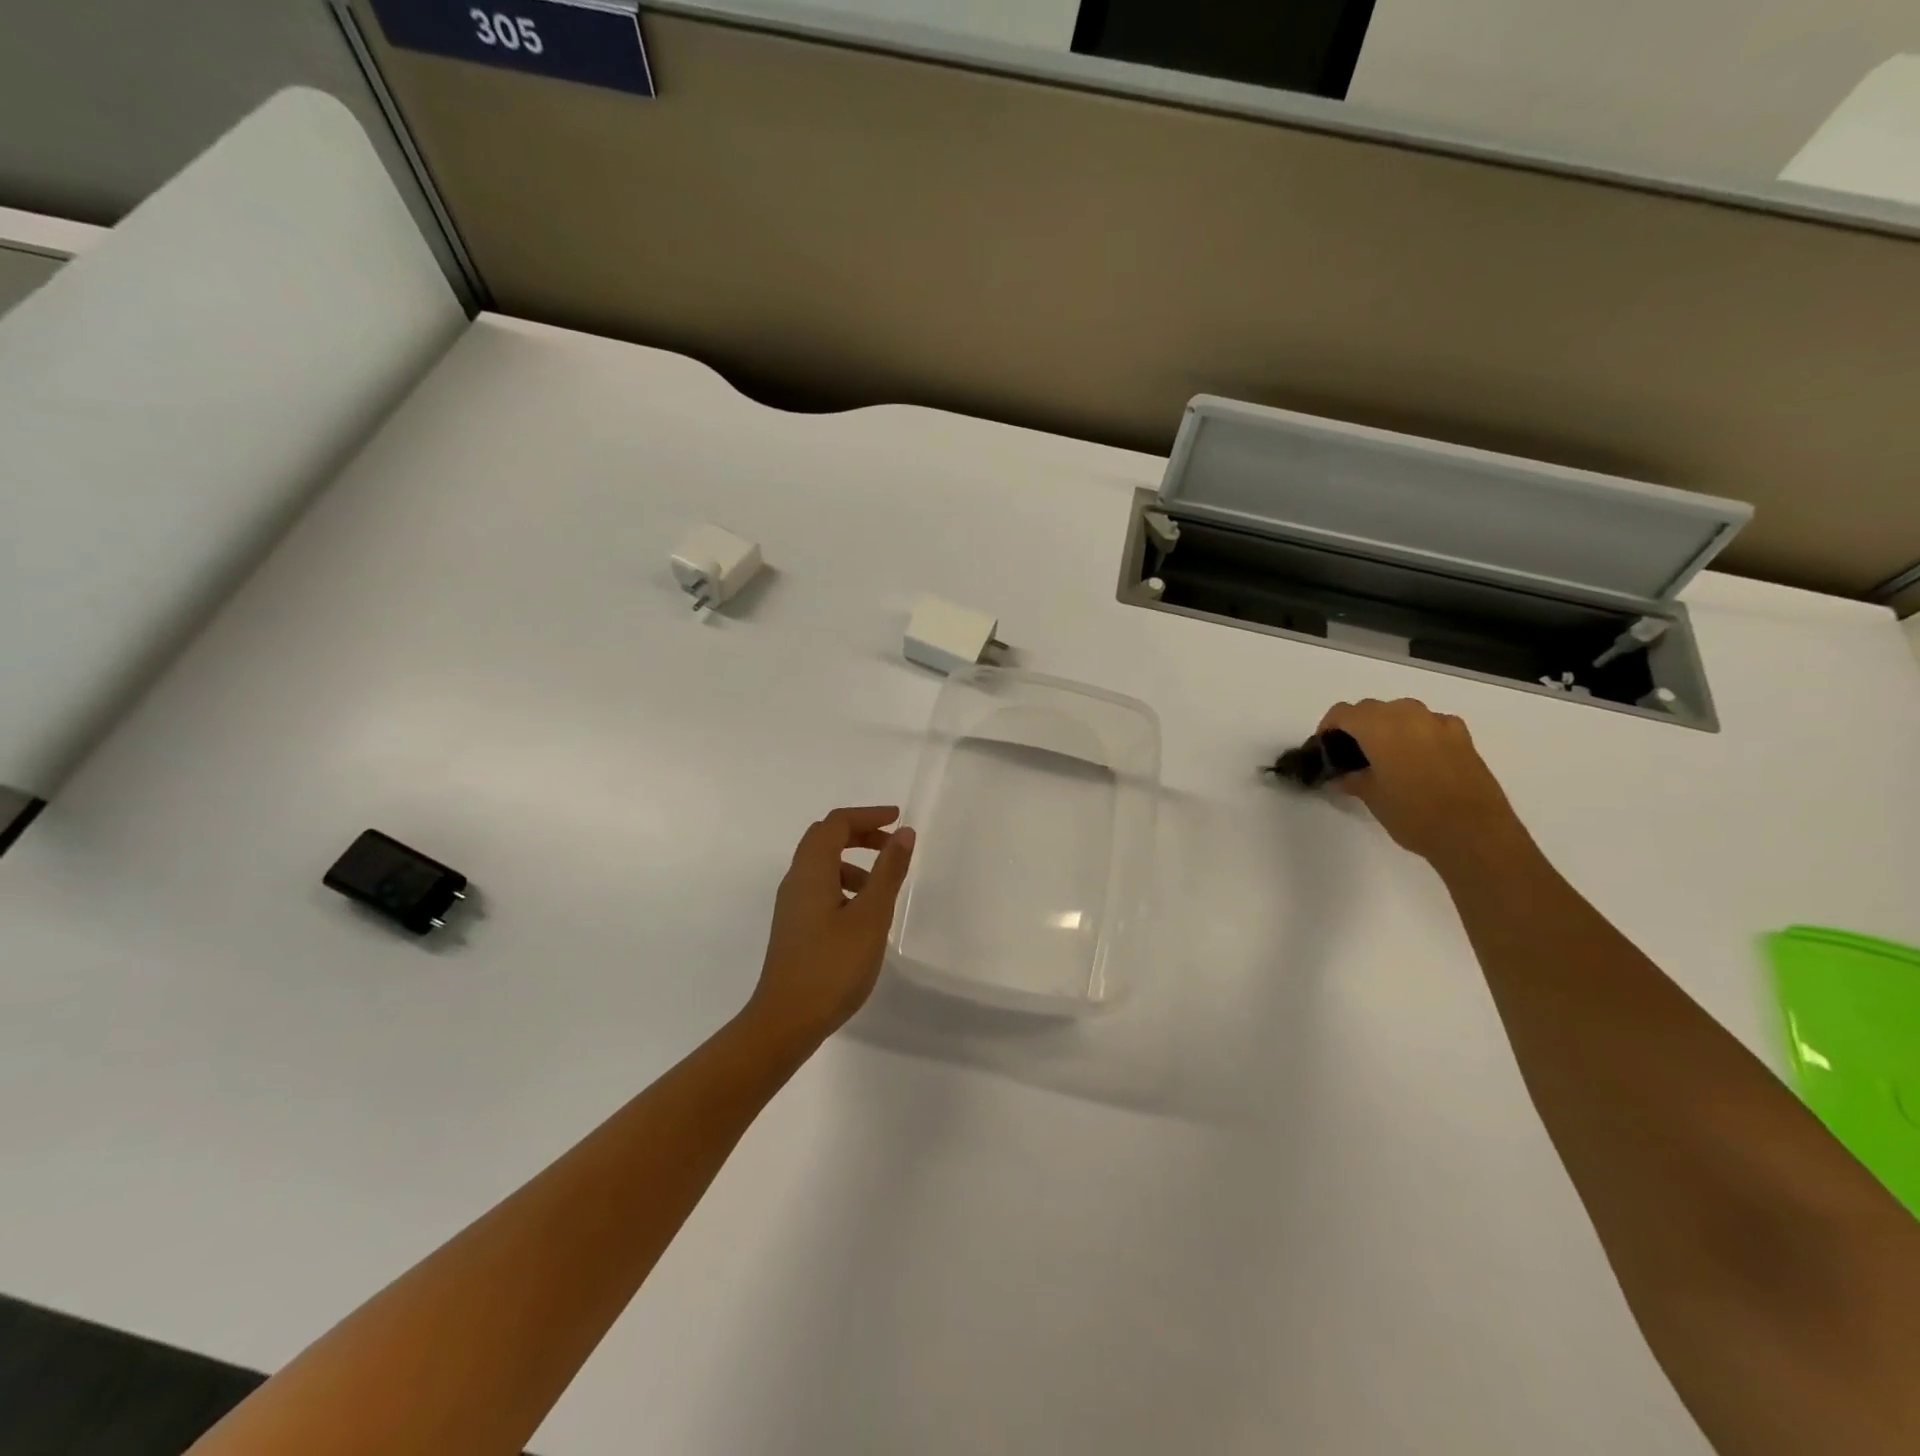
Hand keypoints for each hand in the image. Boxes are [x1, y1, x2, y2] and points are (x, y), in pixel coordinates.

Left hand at [744, 806, 915, 1046]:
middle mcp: (796, 880)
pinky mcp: (794, 926)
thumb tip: (903, 833)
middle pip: (824, 838)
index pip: (836, 823)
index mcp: (811, 871)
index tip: (898, 819)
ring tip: (882, 885)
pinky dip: (844, 884)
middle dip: (859, 834)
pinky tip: (863, 913)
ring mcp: (792, 905)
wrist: (786, 1020)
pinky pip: (819, 888)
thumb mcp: (871, 916)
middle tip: (892, 845)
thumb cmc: (832, 965)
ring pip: (821, 865)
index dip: (867, 815)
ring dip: (853, 861)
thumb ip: (888, 871)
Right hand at [1317, 698, 1524, 868]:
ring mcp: (1439, 723)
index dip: (1329, 727)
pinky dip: (1418, 732)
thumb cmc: (1413, 814)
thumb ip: (1353, 779)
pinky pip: (1431, 723)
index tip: (1325, 746)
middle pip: (1372, 708)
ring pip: (1403, 711)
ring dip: (1388, 725)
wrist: (1474, 833)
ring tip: (1386, 754)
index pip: (1343, 713)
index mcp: (1379, 728)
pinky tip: (1419, 756)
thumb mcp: (1372, 798)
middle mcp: (1408, 716)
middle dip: (1358, 725)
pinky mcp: (1463, 737)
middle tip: (1352, 753)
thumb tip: (1343, 776)